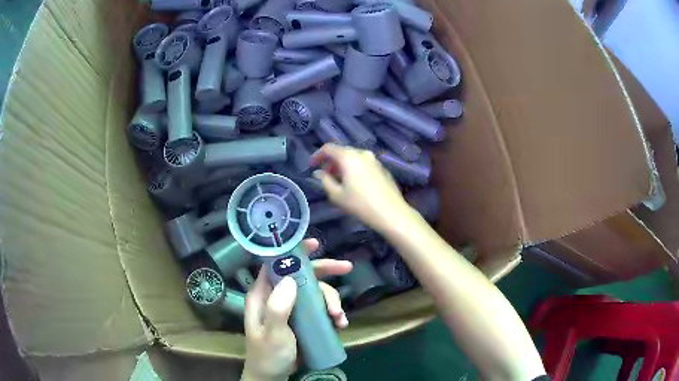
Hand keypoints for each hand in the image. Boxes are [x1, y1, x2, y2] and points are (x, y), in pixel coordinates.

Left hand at [241, 239, 351, 380]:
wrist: (273, 375)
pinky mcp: (302, 319)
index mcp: (263, 294)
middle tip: (347, 268)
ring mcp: (291, 308)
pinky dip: (332, 313)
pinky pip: (320, 309)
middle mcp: (277, 296)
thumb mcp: (273, 334)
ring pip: (315, 293)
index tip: (315, 245)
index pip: (276, 265)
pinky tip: (340, 324)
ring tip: (339, 318)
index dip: (294, 252)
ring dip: (331, 301)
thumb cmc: (268, 354)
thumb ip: (278, 308)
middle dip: (325, 273)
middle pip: (302, 275)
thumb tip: (290, 279)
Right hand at [311, 144, 414, 233]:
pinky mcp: (382, 168)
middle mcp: (362, 153)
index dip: (317, 155)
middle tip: (325, 175)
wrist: (391, 213)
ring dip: (343, 165)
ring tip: (339, 181)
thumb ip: (325, 180)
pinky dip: (355, 168)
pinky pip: (364, 163)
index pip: (328, 148)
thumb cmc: (360, 204)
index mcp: (348, 157)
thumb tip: (319, 172)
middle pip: (342, 151)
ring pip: (353, 157)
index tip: (312, 166)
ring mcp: (374, 160)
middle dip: (331, 161)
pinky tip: (355, 183)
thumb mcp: (337, 195)